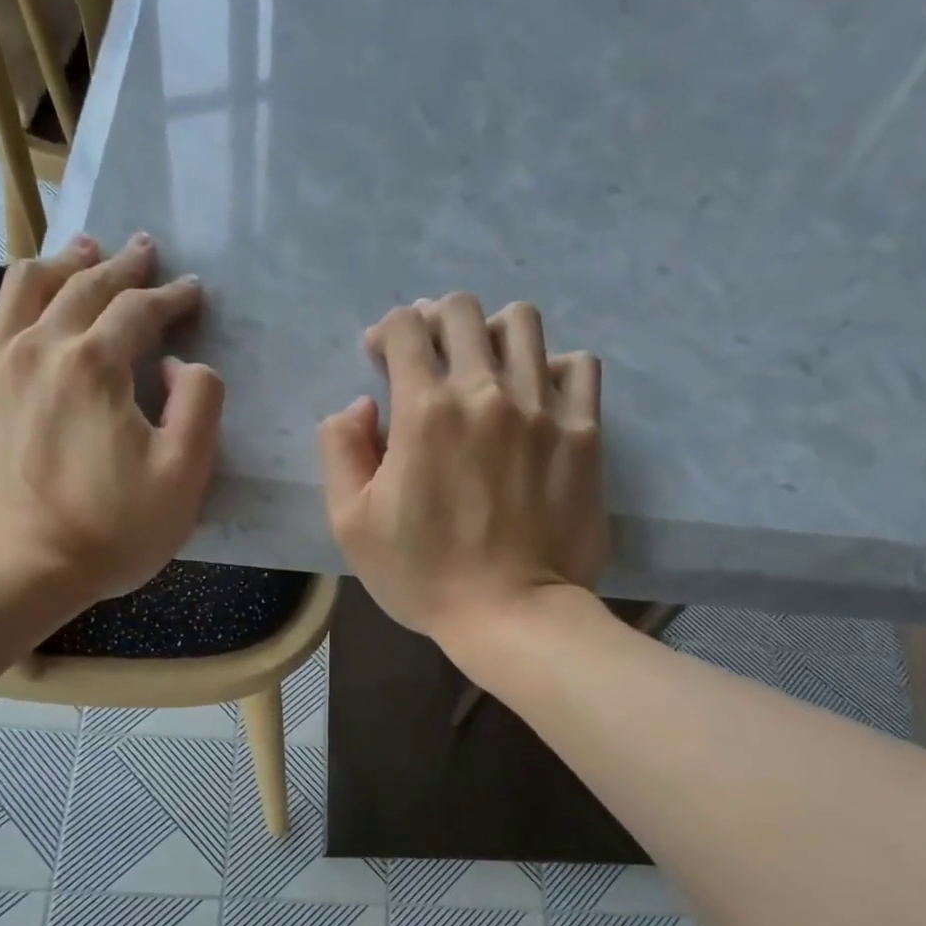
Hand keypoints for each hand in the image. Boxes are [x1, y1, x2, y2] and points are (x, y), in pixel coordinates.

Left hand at [0, 233, 221, 604]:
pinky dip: (16, 305)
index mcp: (94, 365)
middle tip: (142, 250)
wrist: (24, 572)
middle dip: (119, 266)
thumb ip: (198, 405)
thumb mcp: (184, 476)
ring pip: (24, 291)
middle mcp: (37, 348)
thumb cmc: (114, 531)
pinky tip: (26, 310)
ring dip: (61, 265)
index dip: (170, 296)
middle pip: (81, 287)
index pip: (137, 310)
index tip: (192, 289)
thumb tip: (179, 364)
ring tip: (81, 252)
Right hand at [318, 291, 607, 642]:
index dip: (386, 332)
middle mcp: (486, 392)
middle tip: (431, 358)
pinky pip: (579, 366)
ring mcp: (542, 409)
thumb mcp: (351, 524)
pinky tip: (538, 395)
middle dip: (436, 322)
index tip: (382, 358)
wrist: (510, 615)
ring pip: (523, 323)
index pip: (404, 327)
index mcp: (424, 410)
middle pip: (462, 310)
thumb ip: (340, 451)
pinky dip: (554, 367)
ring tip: (486, 368)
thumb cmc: (422, 576)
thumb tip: (359, 404)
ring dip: (493, 333)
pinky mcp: (584, 433)